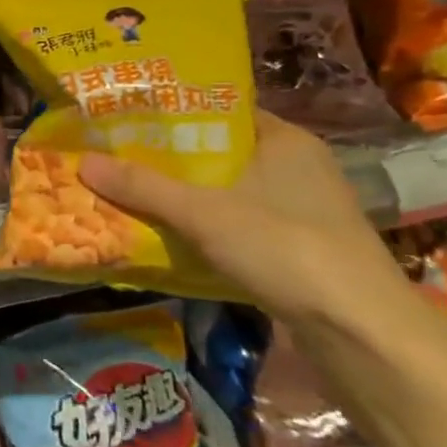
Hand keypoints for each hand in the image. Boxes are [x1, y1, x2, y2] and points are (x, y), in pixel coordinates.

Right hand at [78, 110, 403, 325]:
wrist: (364, 336)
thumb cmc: (287, 248)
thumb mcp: (204, 213)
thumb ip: (144, 187)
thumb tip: (81, 162)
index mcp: (284, 140)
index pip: (221, 110)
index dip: (174, 111)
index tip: (127, 115)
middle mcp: (298, 168)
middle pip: (219, 153)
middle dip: (170, 158)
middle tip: (117, 154)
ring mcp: (302, 211)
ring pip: (228, 192)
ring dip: (186, 196)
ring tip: (130, 190)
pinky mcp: (300, 251)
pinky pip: (239, 225)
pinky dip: (206, 227)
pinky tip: (169, 234)